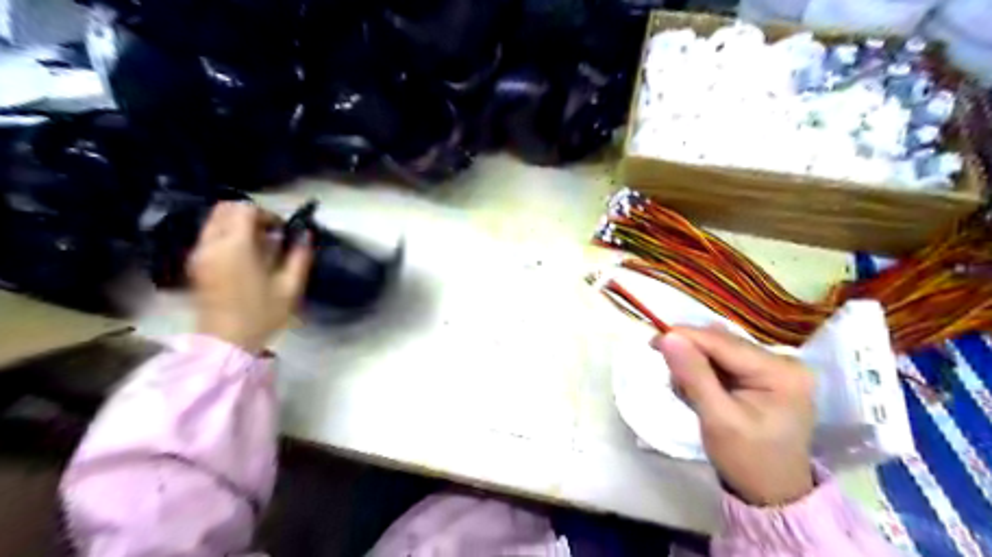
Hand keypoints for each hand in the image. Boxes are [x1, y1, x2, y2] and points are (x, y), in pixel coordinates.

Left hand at [186, 203, 309, 352]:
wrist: (226, 343)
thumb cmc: (261, 315)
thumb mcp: (290, 287)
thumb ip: (299, 256)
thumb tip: (305, 235)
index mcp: (235, 247)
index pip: (245, 209)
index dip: (267, 213)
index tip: (281, 230)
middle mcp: (212, 244)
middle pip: (225, 209)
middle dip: (249, 214)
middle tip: (269, 233)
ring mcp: (200, 254)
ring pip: (215, 222)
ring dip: (237, 225)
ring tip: (259, 245)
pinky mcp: (196, 265)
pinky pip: (210, 236)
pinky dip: (227, 236)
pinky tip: (245, 257)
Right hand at [653, 325, 813, 506]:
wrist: (772, 494)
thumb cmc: (747, 460)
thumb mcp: (717, 419)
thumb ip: (693, 375)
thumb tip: (668, 336)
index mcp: (780, 372)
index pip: (722, 342)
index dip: (685, 337)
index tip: (652, 340)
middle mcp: (782, 362)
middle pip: (721, 343)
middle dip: (691, 357)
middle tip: (673, 381)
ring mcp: (774, 368)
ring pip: (719, 351)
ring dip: (696, 368)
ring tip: (690, 395)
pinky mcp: (763, 376)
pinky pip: (724, 363)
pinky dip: (704, 374)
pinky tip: (701, 394)